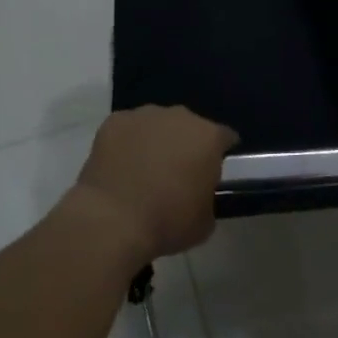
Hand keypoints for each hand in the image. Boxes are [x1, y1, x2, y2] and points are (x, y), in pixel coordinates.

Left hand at [73, 106, 237, 264]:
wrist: (113, 220)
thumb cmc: (167, 221)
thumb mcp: (205, 221)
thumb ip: (208, 197)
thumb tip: (198, 192)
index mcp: (208, 137)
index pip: (224, 137)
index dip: (220, 153)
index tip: (213, 171)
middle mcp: (180, 117)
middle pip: (189, 126)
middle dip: (185, 144)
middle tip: (176, 172)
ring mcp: (144, 115)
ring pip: (157, 124)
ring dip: (156, 141)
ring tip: (144, 169)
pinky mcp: (114, 121)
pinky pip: (127, 129)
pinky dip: (127, 143)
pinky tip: (120, 165)